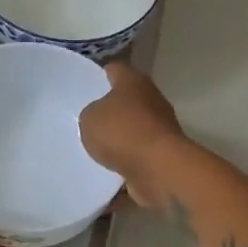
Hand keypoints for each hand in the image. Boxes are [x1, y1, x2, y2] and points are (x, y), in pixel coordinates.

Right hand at [79, 63, 185, 210]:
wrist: (159, 169)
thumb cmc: (122, 132)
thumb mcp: (89, 118)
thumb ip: (90, 114)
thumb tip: (99, 119)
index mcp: (134, 82)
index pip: (114, 70)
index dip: (98, 76)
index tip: (84, 85)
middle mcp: (151, 101)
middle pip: (127, 101)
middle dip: (109, 111)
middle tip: (86, 121)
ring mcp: (160, 130)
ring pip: (133, 132)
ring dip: (118, 141)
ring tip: (93, 151)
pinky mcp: (163, 157)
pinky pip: (137, 160)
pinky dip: (125, 168)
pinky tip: (104, 176)